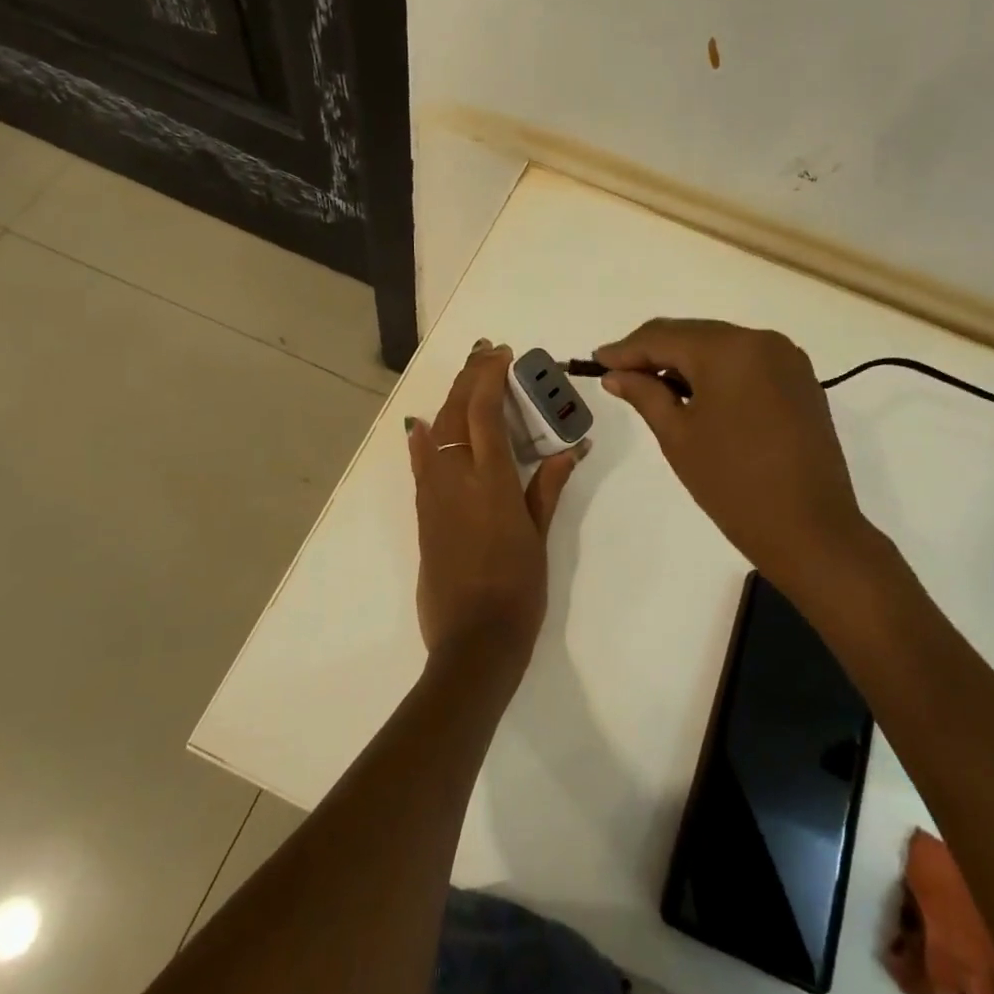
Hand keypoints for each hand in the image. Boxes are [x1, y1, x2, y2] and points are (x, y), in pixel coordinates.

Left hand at [407, 340, 583, 671]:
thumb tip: (573, 448)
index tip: (501, 353)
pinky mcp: (422, 513)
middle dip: (469, 376)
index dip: (489, 376)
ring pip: (435, 431)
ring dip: (450, 399)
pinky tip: (424, 425)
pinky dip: (424, 437)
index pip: (483, 411)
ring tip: (467, 378)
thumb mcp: (540, 536)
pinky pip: (420, 463)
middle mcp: (455, 478)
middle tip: (485, 352)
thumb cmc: (518, 590)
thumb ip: (550, 486)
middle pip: (455, 412)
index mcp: (491, 481)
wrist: (473, 641)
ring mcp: (433, 495)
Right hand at [595, 319, 881, 592]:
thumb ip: (644, 394)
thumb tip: (616, 374)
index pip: (663, 337)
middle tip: (618, 372)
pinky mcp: (800, 380)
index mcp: (728, 349)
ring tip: (652, 385)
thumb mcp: (678, 436)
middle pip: (693, 334)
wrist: (810, 529)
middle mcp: (761, 340)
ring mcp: (787, 359)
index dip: (626, 349)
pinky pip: (747, 361)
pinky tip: (695, 392)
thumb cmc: (733, 484)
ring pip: (720, 345)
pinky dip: (716, 371)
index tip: (596, 360)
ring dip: (685, 360)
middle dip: (654, 351)